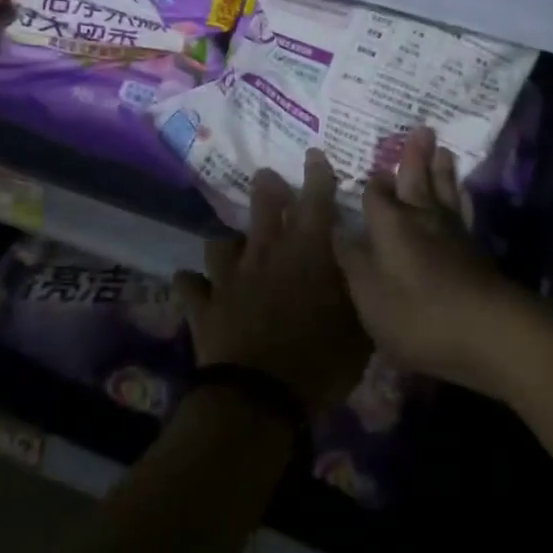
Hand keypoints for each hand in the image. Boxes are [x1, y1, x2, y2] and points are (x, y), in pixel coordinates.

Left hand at [174, 150, 370, 418]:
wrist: (260, 397)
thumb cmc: (321, 359)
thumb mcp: (359, 326)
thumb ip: (359, 289)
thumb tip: (363, 266)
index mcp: (307, 252)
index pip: (316, 201)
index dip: (317, 175)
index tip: (314, 155)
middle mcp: (266, 254)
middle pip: (264, 208)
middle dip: (268, 189)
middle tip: (267, 178)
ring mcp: (229, 278)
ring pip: (221, 243)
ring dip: (228, 242)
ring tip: (231, 243)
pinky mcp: (203, 306)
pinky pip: (189, 287)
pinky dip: (192, 284)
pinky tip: (192, 285)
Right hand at [333, 127, 529, 395]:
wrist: (488, 330)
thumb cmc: (417, 313)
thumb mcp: (368, 293)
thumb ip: (351, 258)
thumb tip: (335, 227)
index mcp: (390, 224)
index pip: (376, 193)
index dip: (372, 182)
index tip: (370, 167)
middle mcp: (421, 218)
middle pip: (416, 180)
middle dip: (414, 157)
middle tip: (420, 129)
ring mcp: (452, 233)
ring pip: (444, 191)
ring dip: (441, 170)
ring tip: (443, 149)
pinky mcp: (475, 250)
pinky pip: (465, 211)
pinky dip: (462, 199)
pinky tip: (464, 194)